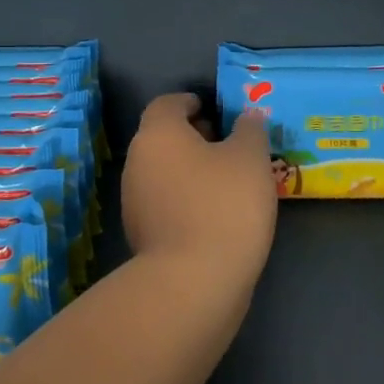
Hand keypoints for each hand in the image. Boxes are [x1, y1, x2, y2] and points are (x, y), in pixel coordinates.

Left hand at [122, 94, 276, 291]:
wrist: (193, 282)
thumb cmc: (224, 205)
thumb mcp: (250, 159)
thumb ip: (250, 130)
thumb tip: (246, 117)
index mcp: (158, 134)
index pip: (167, 104)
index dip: (191, 102)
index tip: (216, 110)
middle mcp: (137, 162)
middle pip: (162, 138)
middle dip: (193, 137)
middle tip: (229, 145)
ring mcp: (133, 201)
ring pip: (163, 172)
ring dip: (190, 170)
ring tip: (228, 181)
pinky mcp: (141, 235)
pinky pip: (165, 203)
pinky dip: (185, 199)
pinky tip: (215, 214)